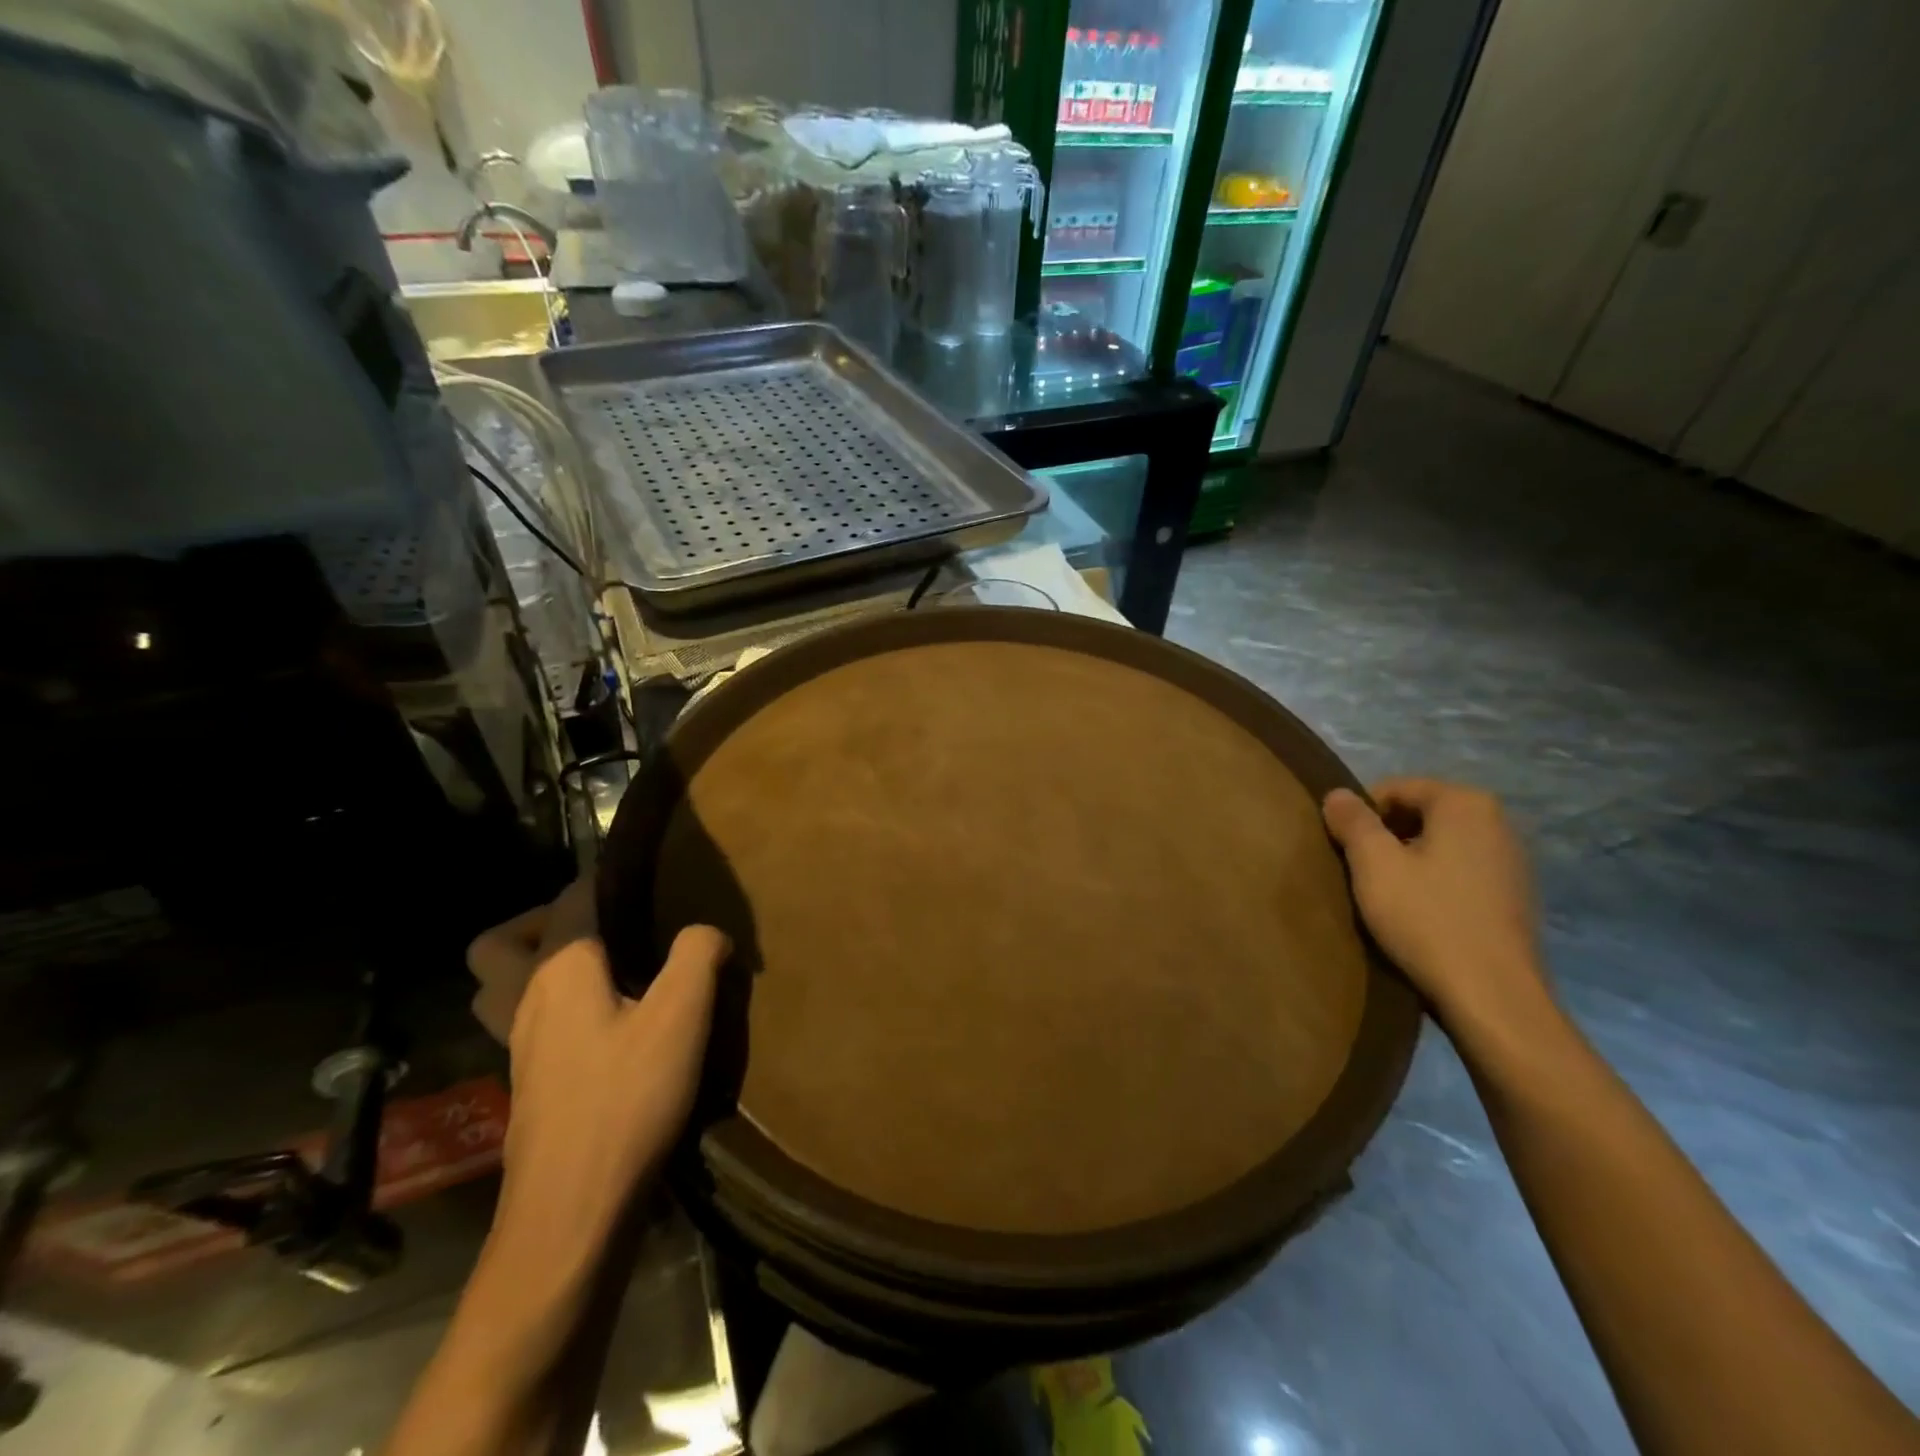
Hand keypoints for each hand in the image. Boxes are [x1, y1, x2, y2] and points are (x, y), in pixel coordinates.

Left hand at [466, 883, 728, 1253]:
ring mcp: (517, 1048)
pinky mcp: (526, 1086)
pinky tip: (600, 1026)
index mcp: (559, 970)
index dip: (604, 880)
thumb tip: (705, 931)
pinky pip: (520, 1026)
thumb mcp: (682, 1016)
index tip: (644, 879)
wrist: (573, 1210)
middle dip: (539, 922)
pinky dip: (546, 1010)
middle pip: (498, 945)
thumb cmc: (626, 1100)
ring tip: (596, 972)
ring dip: (530, 968)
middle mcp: (525, 1000)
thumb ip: (697, 955)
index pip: (569, 899)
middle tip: (599, 929)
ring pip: (498, 989)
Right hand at [1322, 779, 1550, 1039]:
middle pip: (1419, 814)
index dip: (1360, 814)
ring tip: (1385, 896)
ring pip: (1439, 845)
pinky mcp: (1514, 897)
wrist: (1493, 998)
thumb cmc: (1427, 919)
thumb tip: (1337, 794)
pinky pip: (1459, 873)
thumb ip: (1352, 821)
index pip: (1395, 788)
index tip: (1343, 849)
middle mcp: (1497, 822)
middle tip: (1359, 873)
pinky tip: (1418, 915)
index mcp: (1465, 804)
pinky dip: (1433, 884)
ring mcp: (1511, 861)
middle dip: (1384, 837)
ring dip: (1407, 861)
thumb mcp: (1374, 864)